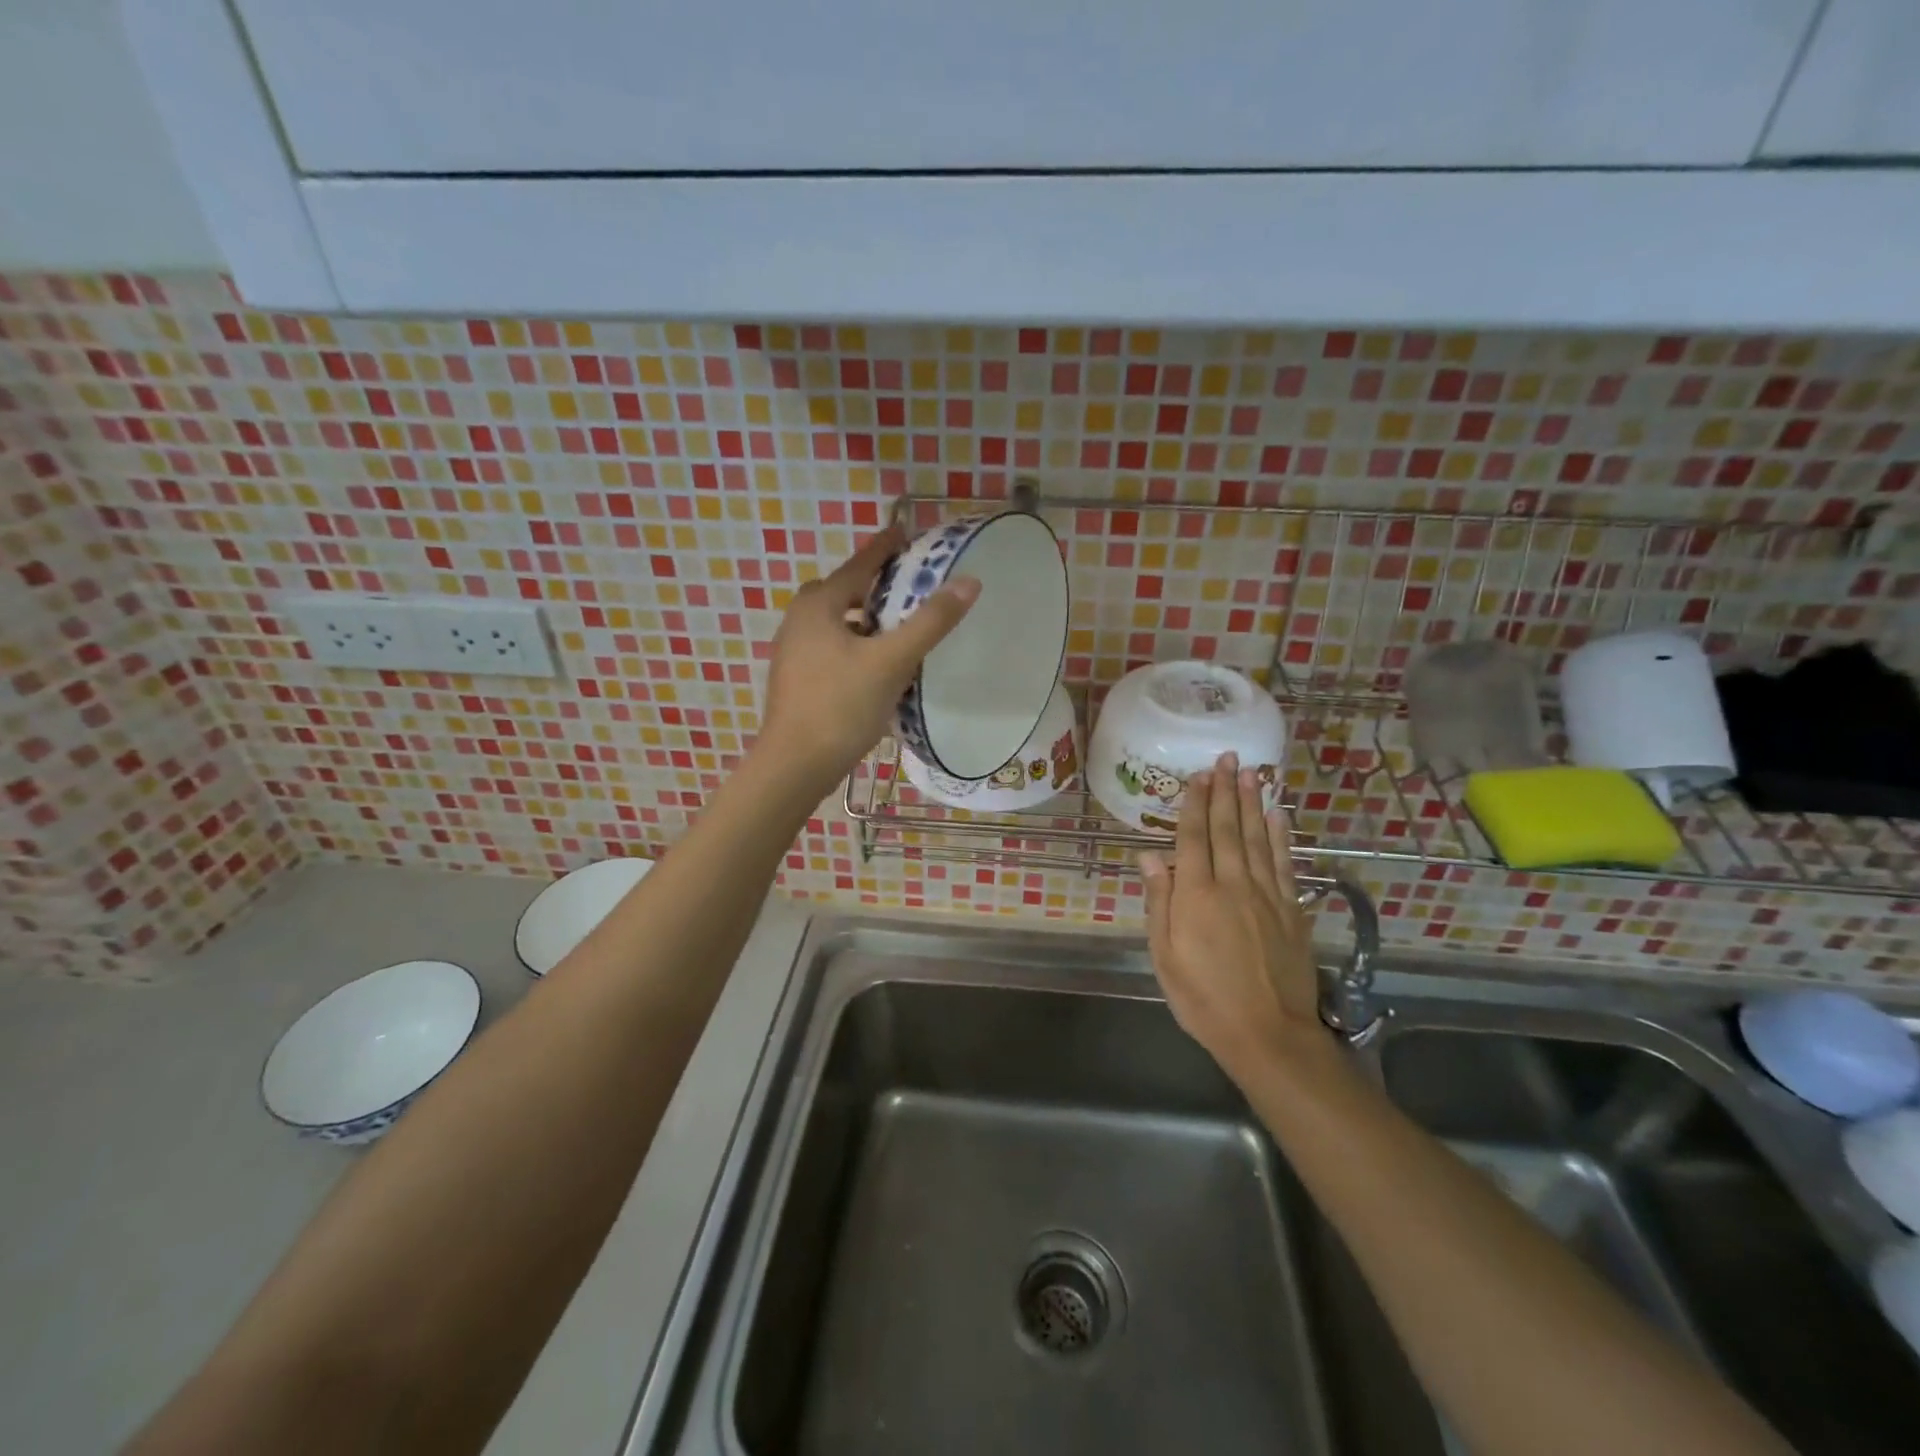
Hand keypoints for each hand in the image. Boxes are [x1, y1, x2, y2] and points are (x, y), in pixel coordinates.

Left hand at [758, 525, 978, 786]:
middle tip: (907, 587)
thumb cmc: (841, 706)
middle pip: (843, 591)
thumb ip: (930, 622)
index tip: (904, 531)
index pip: (859, 564)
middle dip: (873, 585)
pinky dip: (855, 645)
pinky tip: (875, 666)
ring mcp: (793, 651)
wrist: (794, 765)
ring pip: (836, 622)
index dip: (884, 547)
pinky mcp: (796, 679)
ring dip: (864, 619)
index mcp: (819, 605)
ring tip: (897, 628)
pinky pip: (831, 647)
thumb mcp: (892, 661)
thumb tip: (969, 582)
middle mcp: (799, 620)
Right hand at [1140, 752, 1323, 1082]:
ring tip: (1251, 772)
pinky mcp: (1292, 911)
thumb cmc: (1204, 999)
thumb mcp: (1165, 956)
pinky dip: (1282, 837)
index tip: (1197, 775)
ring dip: (1253, 803)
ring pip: (1258, 839)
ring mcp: (1267, 896)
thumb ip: (1159, 903)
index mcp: (1196, 896)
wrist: (1269, 1035)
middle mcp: (1232, 885)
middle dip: (1225, 792)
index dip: (1194, 805)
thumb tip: (1148, 857)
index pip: (1193, 839)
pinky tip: (1280, 815)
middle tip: (1226, 758)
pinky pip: (1285, 864)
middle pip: (1228, 829)